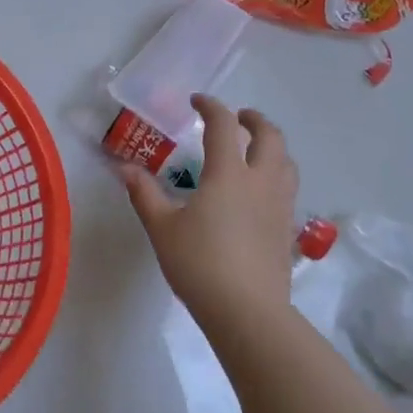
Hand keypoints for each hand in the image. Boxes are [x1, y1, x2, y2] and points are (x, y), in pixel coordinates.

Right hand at [124, 95, 298, 336]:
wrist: (247, 311)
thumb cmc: (199, 264)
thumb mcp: (162, 229)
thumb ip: (144, 194)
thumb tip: (124, 168)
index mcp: (228, 174)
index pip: (223, 126)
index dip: (211, 107)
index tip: (198, 101)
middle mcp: (260, 181)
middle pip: (270, 136)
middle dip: (254, 120)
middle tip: (238, 118)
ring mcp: (280, 205)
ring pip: (286, 162)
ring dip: (272, 146)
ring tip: (255, 150)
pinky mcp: (288, 229)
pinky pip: (288, 188)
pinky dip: (277, 175)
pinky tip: (260, 193)